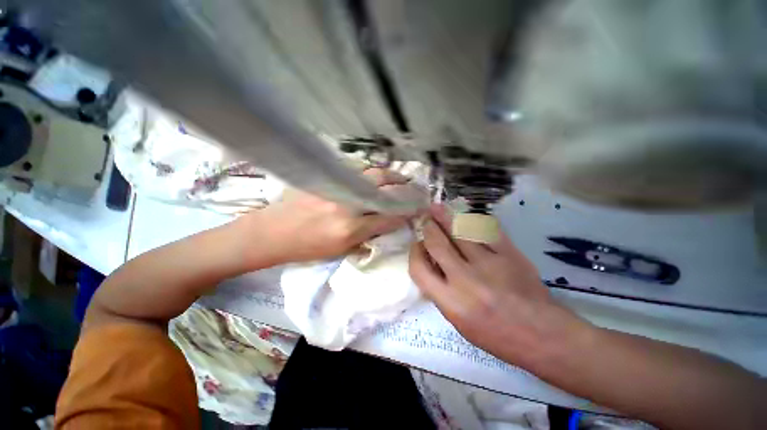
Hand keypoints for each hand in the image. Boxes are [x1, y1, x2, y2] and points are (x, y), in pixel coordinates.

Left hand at [239, 168, 421, 265]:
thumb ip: (367, 236)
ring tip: (401, 178)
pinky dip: (371, 172)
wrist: (272, 232)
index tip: (416, 209)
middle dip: (405, 188)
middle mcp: (348, 204)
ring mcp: (337, 186)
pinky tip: (377, 175)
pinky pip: (356, 170)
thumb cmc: (306, 248)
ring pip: (373, 174)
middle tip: (414, 188)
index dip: (406, 212)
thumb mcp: (340, 251)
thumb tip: (387, 223)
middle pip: (385, 189)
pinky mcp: (326, 176)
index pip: (389, 217)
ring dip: (391, 175)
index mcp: (351, 229)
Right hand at [409, 204, 585, 366]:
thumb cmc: (496, 335)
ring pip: (460, 231)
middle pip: (437, 243)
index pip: (419, 268)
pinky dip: (474, 221)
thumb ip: (441, 292)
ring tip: (437, 207)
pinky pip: (486, 230)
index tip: (417, 244)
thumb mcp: (459, 322)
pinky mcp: (510, 254)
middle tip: (425, 218)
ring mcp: (489, 263)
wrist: (543, 335)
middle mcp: (466, 279)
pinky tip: (466, 216)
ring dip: (445, 217)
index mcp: (451, 301)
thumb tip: (431, 264)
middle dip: (428, 227)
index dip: (414, 252)